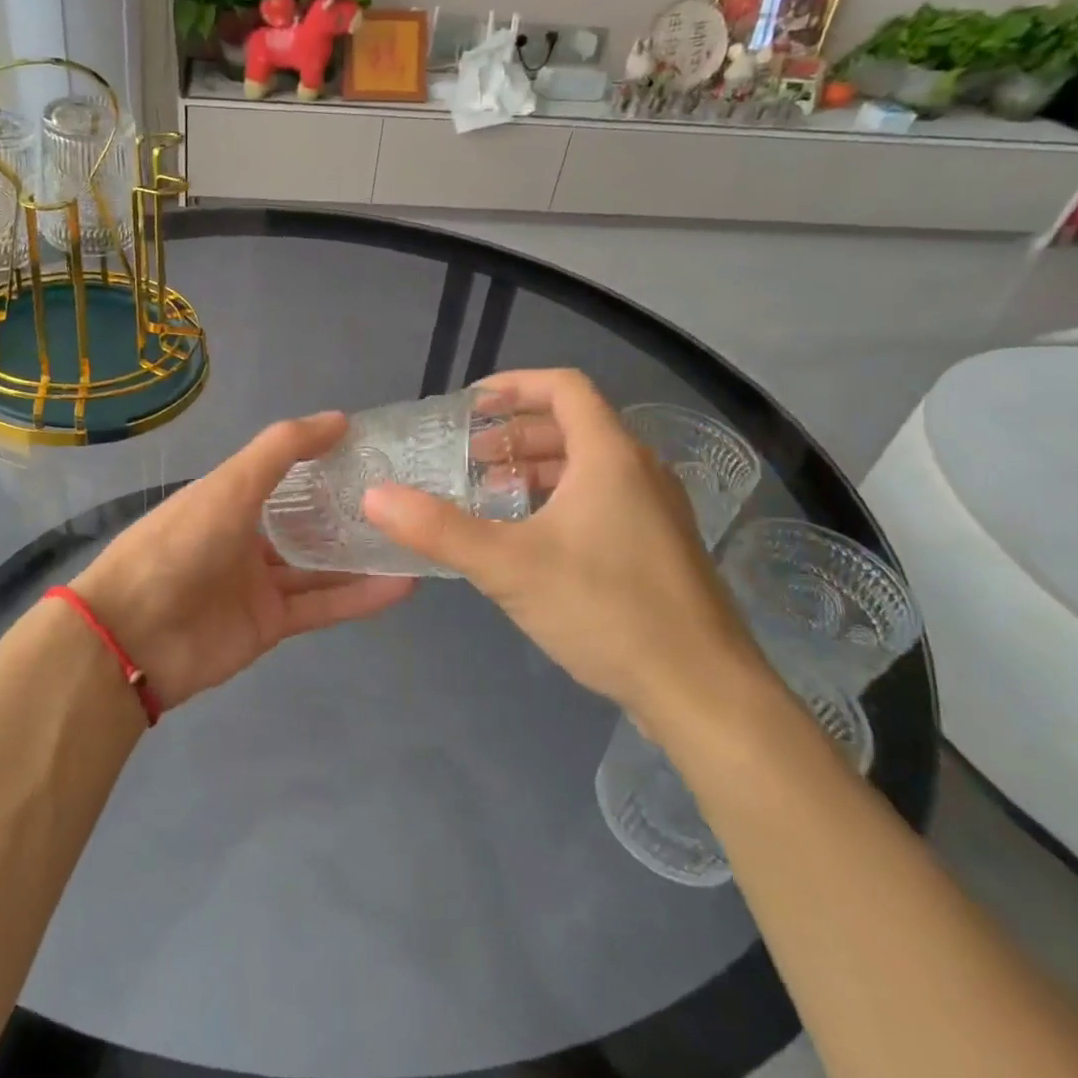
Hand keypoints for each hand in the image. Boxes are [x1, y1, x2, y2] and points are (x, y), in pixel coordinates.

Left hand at [72, 412, 414, 711]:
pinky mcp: (271, 624)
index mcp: (230, 497)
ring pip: (321, 566)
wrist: (134, 635)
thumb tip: (340, 419)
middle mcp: (246, 536)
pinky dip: (360, 597)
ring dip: (365, 556)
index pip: (288, 473)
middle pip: (308, 521)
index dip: (327, 461)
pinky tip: (403, 585)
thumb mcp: (230, 484)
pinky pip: (322, 605)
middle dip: (352, 512)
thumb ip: (282, 449)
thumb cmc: (180, 544)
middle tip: (408, 500)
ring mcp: (258, 583)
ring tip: (416, 541)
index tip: (377, 452)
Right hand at [362, 369, 765, 724]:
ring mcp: (655, 510)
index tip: (469, 406)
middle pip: (573, 426)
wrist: (703, 691)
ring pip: (587, 466)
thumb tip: (375, 496)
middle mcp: (639, 470)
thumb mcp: (508, 566)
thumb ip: (438, 528)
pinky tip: (530, 539)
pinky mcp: (658, 547)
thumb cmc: (605, 610)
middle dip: (514, 434)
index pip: (563, 388)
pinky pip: (602, 499)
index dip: (514, 385)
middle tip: (467, 458)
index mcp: (610, 456)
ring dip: (535, 469)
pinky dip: (559, 500)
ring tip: (489, 495)